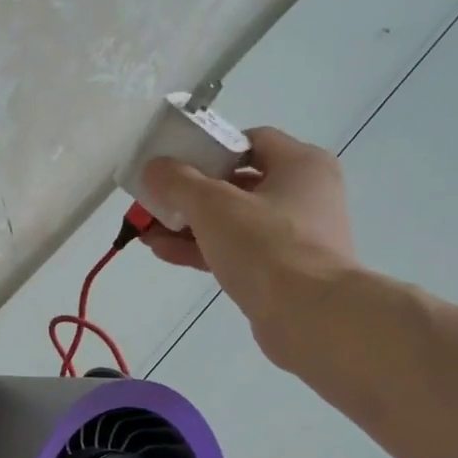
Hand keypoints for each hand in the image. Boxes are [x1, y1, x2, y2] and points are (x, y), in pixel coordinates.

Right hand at [140, 128, 359, 371]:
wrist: (310, 317)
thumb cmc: (267, 246)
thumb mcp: (213, 205)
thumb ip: (178, 181)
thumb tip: (154, 167)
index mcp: (301, 165)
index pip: (250, 140)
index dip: (210, 148)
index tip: (176, 163)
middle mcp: (304, 194)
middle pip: (237, 183)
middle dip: (190, 193)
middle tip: (154, 200)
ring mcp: (294, 236)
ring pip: (232, 220)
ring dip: (189, 224)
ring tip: (148, 231)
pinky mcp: (281, 271)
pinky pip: (236, 250)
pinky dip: (203, 249)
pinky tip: (164, 252)